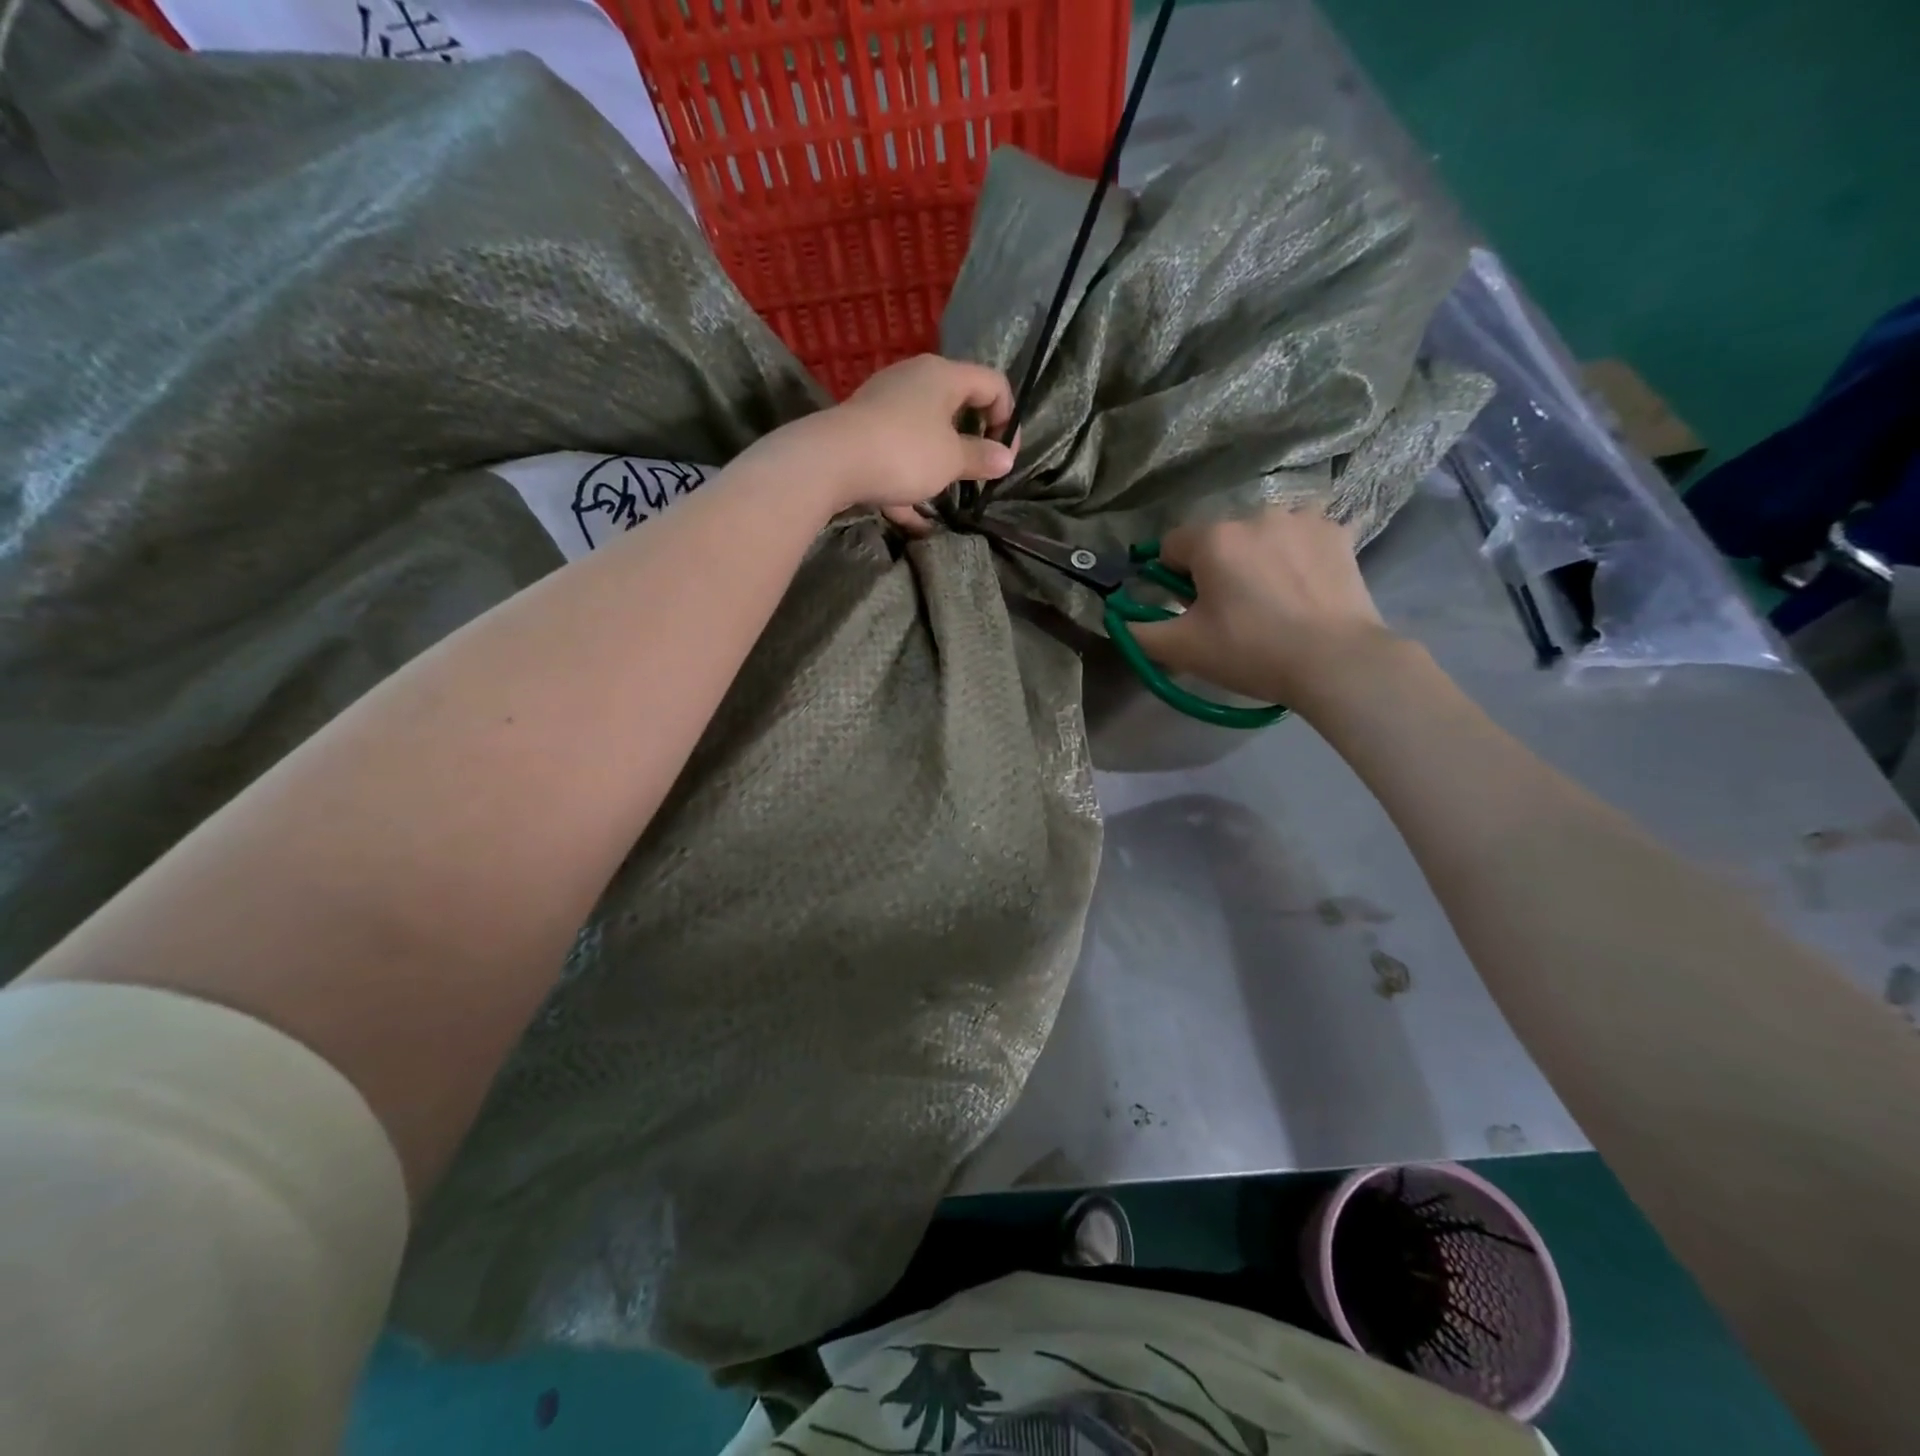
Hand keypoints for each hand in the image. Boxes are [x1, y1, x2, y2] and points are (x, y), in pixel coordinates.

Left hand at [792, 355, 1017, 530]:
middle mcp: (914, 381)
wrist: (830, 462)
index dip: (1008, 419)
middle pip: (956, 406)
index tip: (1004, 457)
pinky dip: (908, 485)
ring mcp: (884, 406)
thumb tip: (1005, 459)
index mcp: (943, 375)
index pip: (992, 384)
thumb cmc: (904, 453)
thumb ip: (981, 458)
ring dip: (938, 467)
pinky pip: (896, 456)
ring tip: (946, 500)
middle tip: (978, 475)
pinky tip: (915, 524)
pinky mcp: (863, 433)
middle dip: (970, 444)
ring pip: (924, 434)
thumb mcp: (951, 460)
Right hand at [1127, 507, 1400, 706]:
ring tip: (1274, 600)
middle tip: (1232, 612)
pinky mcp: (1337, 532)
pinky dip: (1297, 556)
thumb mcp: (1182, 649)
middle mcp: (1255, 514)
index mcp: (1213, 538)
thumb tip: (1119, 616)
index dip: (1172, 579)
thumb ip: (1138, 630)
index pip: (1171, 546)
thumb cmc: (1251, 652)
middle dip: (1217, 567)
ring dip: (1257, 557)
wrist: (1336, 662)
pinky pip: (1302, 537)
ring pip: (1261, 535)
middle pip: (1218, 538)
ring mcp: (1302, 519)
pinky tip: (1304, 588)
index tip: (1189, 609)